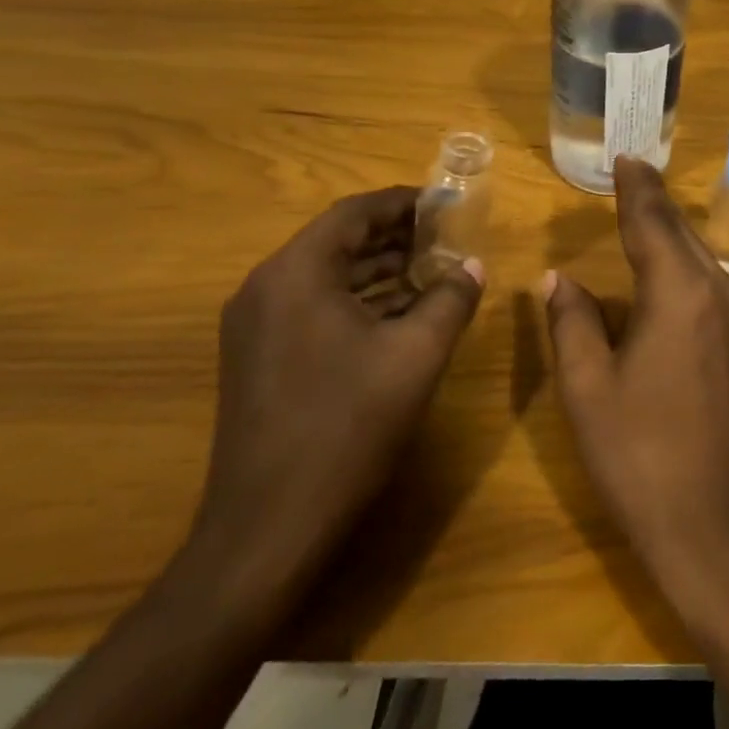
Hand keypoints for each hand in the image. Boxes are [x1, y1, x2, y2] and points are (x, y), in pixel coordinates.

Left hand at [195, 188, 484, 598]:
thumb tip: (472, 267)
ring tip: (434, 270)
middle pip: (337, 241)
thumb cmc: (348, 426)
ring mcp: (256, 327)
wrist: (270, 525)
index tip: (446, 204)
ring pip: (326, 276)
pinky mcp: (259, 358)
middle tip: (448, 236)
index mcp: (296, 274)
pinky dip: (359, 301)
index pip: (353, 213)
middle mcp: (266, 289)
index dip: (404, 203)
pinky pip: (314, 307)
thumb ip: (451, 299)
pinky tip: (401, 313)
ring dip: (380, 269)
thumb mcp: (417, 354)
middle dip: (395, 236)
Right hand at [542, 158, 728, 611]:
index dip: (636, 188)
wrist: (719, 526)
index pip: (652, 222)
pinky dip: (687, 266)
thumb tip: (559, 278)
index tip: (625, 158)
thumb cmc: (641, 456)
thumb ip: (573, 322)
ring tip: (644, 214)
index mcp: (680, 293)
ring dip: (672, 234)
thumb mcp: (589, 388)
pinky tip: (670, 273)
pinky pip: (713, 286)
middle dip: (655, 203)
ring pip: (702, 258)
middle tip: (632, 174)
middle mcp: (721, 293)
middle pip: (682, 234)